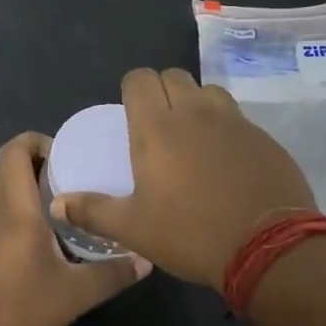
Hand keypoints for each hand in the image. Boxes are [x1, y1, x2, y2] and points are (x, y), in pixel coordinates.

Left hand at [0, 132, 149, 325]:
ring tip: (63, 209)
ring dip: (26, 190)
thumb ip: (111, 274)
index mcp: (12, 206)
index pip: (14, 149)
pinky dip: (15, 213)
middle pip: (6, 166)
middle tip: (74, 180)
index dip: (38, 141)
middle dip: (38, 164)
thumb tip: (146, 260)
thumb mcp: (73, 294)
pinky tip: (39, 243)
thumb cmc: (17, 308)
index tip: (68, 155)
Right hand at [50, 67, 314, 289]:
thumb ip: (92, 211)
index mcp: (157, 127)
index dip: (132, 89)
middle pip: (173, 76)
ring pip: (208, 91)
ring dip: (196, 103)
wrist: (268, 249)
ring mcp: (234, 121)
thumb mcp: (133, 229)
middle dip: (162, 91)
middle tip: (158, 125)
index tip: (130, 113)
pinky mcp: (264, 137)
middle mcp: (195, 112)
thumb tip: (57, 204)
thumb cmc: (191, 234)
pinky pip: (238, 118)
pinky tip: (227, 161)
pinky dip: (226, 127)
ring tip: (194, 137)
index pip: (139, 78)